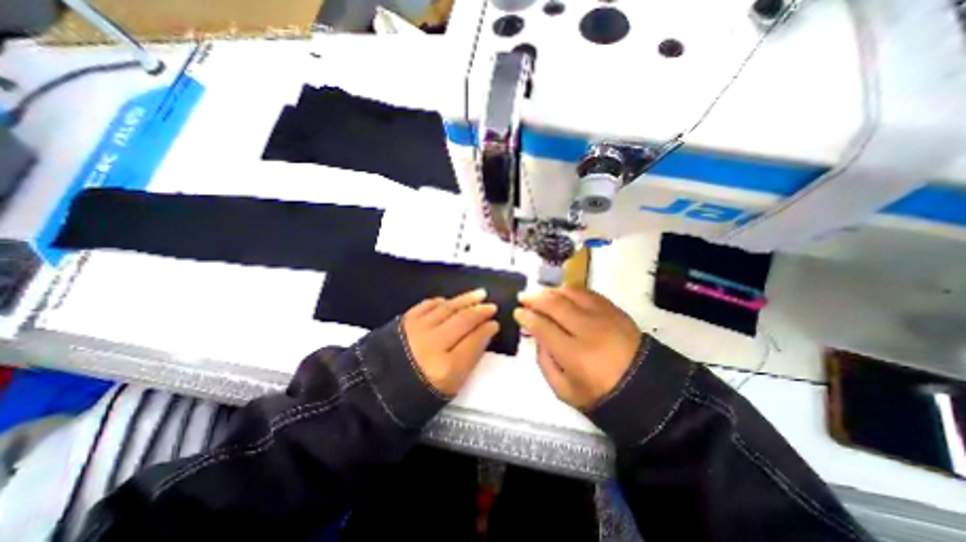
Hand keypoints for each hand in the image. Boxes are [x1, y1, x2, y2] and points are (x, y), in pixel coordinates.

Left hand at [404, 289, 501, 394]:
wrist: (376, 391)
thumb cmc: (417, 394)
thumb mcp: (450, 386)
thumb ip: (470, 359)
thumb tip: (483, 335)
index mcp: (446, 367)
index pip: (475, 341)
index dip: (487, 330)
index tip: (494, 324)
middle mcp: (433, 344)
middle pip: (463, 321)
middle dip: (481, 311)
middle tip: (491, 306)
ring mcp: (417, 329)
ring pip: (448, 308)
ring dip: (465, 300)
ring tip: (478, 294)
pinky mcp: (404, 321)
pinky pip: (428, 305)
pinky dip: (441, 302)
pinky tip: (449, 301)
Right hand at [512, 285, 638, 408]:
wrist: (644, 388)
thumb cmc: (600, 394)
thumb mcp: (564, 390)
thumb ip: (544, 362)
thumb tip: (537, 335)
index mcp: (575, 355)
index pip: (543, 327)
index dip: (526, 317)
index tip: (518, 312)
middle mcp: (589, 331)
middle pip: (555, 304)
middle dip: (534, 298)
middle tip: (524, 297)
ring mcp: (604, 317)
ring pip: (571, 292)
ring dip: (552, 291)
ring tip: (542, 295)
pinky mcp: (615, 310)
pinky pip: (588, 292)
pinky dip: (571, 290)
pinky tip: (563, 294)